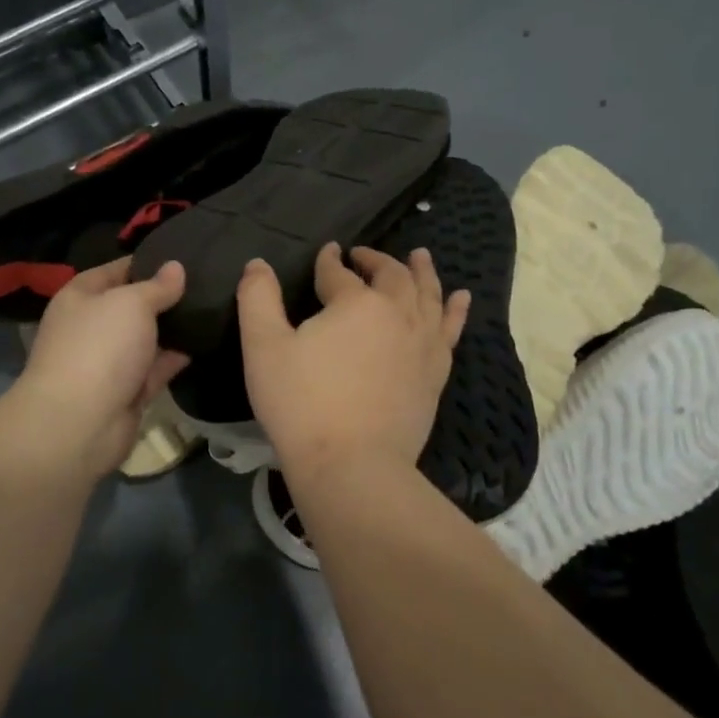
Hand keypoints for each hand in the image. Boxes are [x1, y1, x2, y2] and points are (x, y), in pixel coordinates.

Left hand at [14, 256, 190, 477]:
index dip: (147, 262)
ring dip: (173, 328)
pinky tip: (204, 344)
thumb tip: (175, 267)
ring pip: (145, 338)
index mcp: (80, 297)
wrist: (79, 424)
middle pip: (132, 305)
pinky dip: (175, 358)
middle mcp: (91, 327)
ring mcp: (108, 362)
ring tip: (212, 309)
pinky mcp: (126, 392)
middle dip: (164, 296)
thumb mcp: (131, 303)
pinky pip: (154, 368)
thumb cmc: (99, 347)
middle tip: (207, 282)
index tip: (183, 256)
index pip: (116, 270)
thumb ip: (157, 286)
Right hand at [237, 243, 468, 483]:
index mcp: (354, 302)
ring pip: (427, 295)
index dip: (329, 260)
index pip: (339, 272)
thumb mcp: (264, 347)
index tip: (327, 251)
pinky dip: (456, 310)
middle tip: (362, 254)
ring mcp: (422, 343)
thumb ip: (257, 298)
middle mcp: (396, 313)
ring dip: (422, 272)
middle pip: (390, 276)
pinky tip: (461, 298)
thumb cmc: (301, 404)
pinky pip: (450, 330)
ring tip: (421, 255)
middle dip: (375, 260)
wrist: (352, 465)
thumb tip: (258, 264)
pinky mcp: (436, 373)